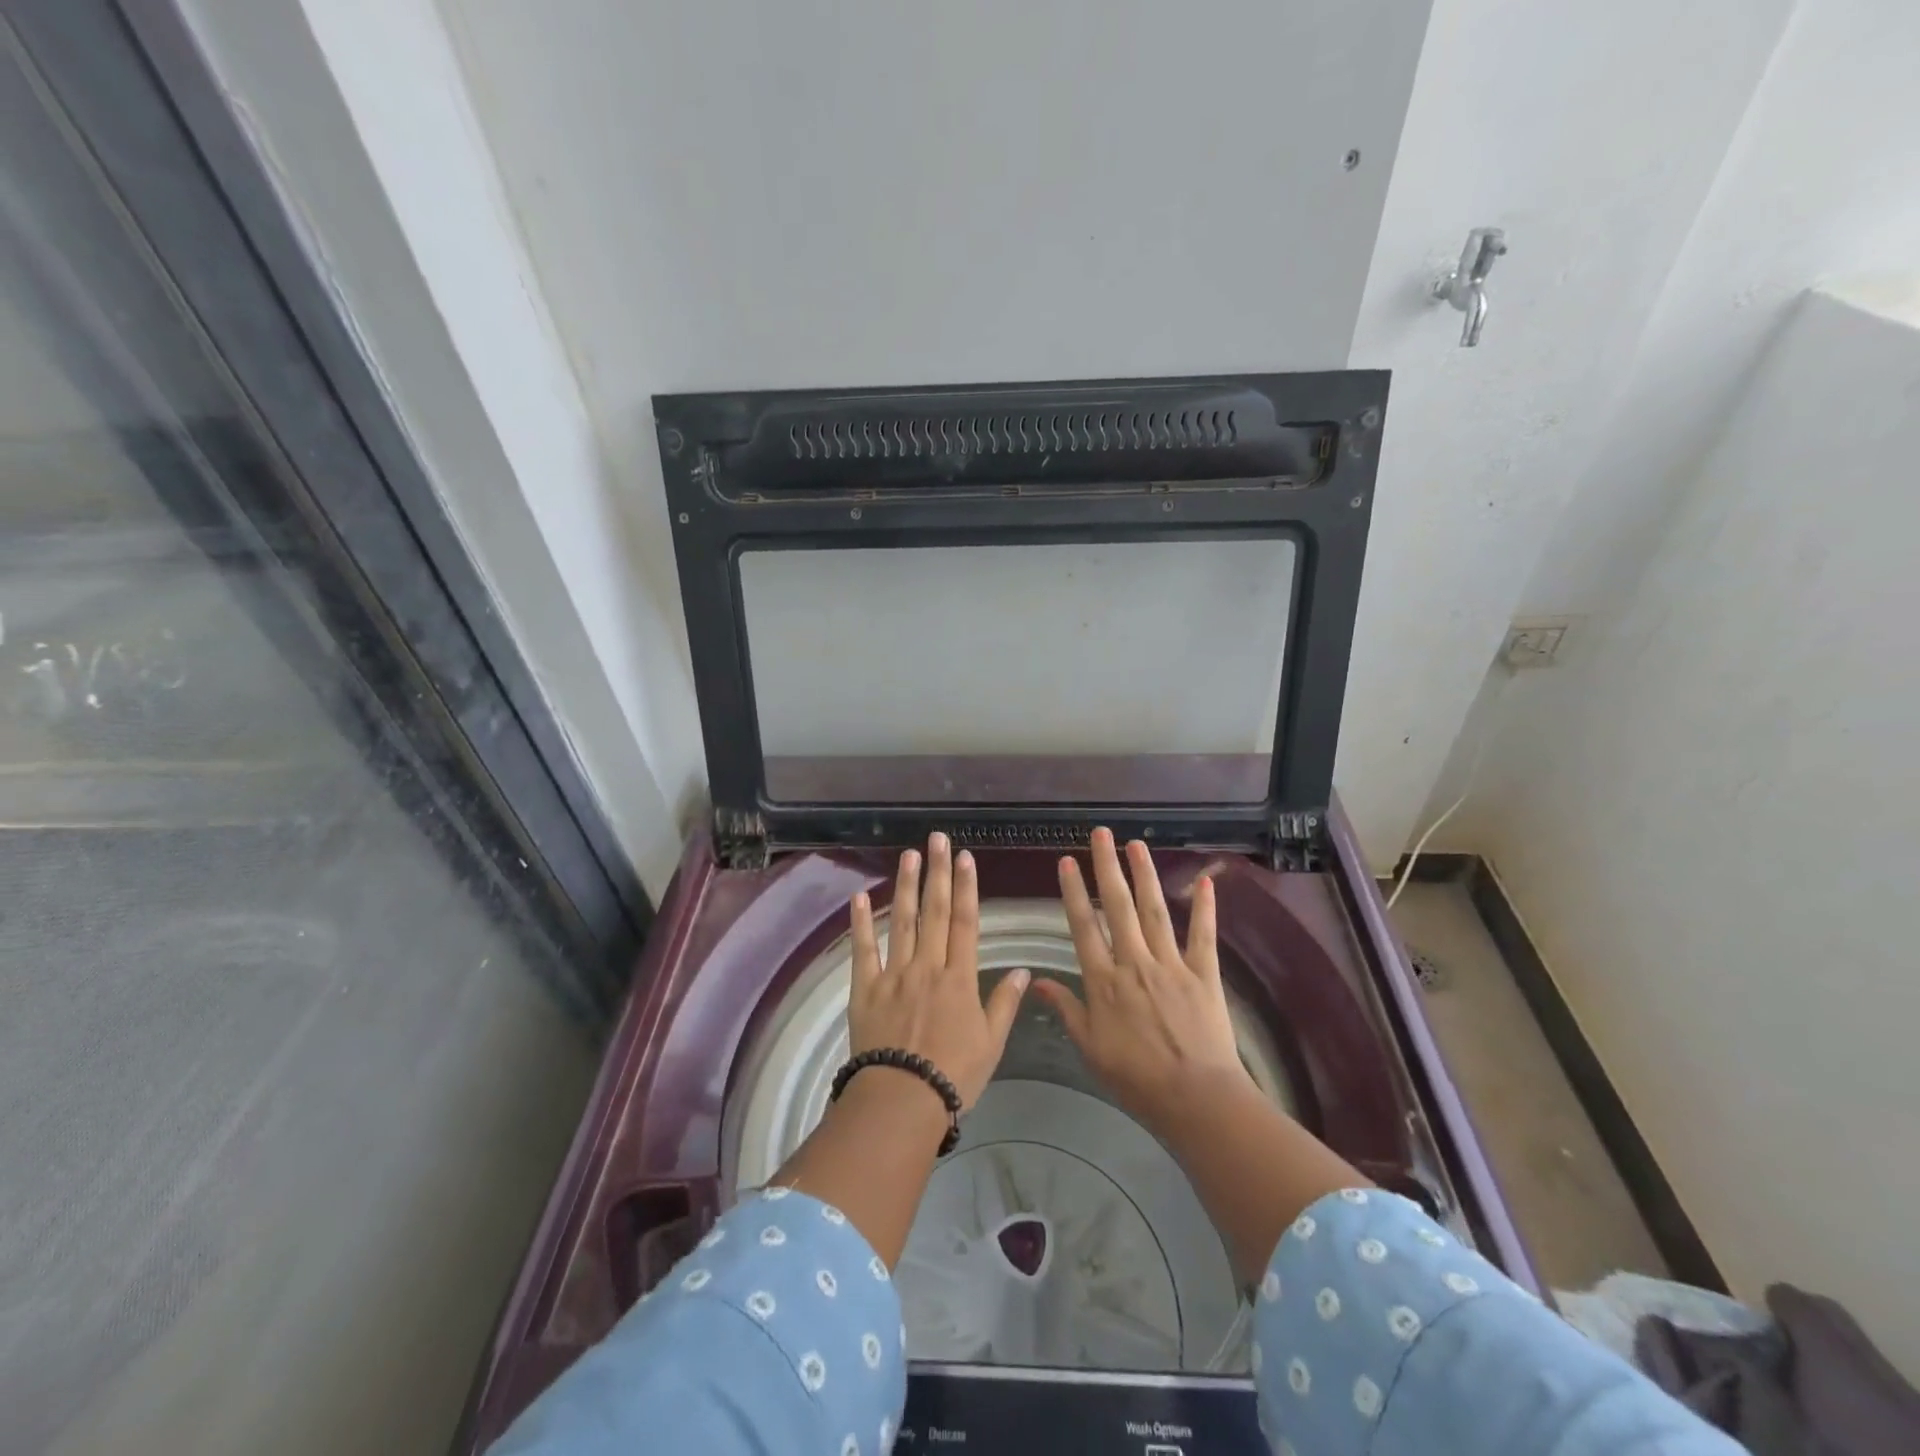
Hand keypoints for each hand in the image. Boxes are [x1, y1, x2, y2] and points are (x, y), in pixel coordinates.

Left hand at [849, 832, 1029, 1111]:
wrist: (902, 1099)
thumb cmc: (953, 1075)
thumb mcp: (991, 1043)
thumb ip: (1004, 1003)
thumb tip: (1023, 970)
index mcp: (959, 978)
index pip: (965, 922)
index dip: (967, 887)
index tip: (966, 858)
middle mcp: (927, 966)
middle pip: (934, 911)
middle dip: (938, 872)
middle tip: (938, 839)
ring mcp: (894, 974)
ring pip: (902, 921)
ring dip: (906, 886)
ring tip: (909, 855)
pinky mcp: (866, 987)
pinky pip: (864, 949)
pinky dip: (861, 922)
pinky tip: (860, 896)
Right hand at [1032, 828, 1250, 1133]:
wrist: (1194, 1099)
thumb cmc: (1135, 1079)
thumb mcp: (1090, 1048)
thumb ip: (1065, 1009)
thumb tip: (1036, 980)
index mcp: (1104, 981)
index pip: (1083, 926)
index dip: (1073, 891)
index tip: (1067, 861)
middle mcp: (1134, 963)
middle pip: (1118, 907)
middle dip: (1107, 867)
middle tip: (1101, 833)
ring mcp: (1171, 965)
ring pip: (1154, 911)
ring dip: (1144, 875)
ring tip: (1136, 844)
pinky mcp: (1203, 974)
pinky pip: (1203, 935)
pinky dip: (1204, 907)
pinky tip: (1204, 880)